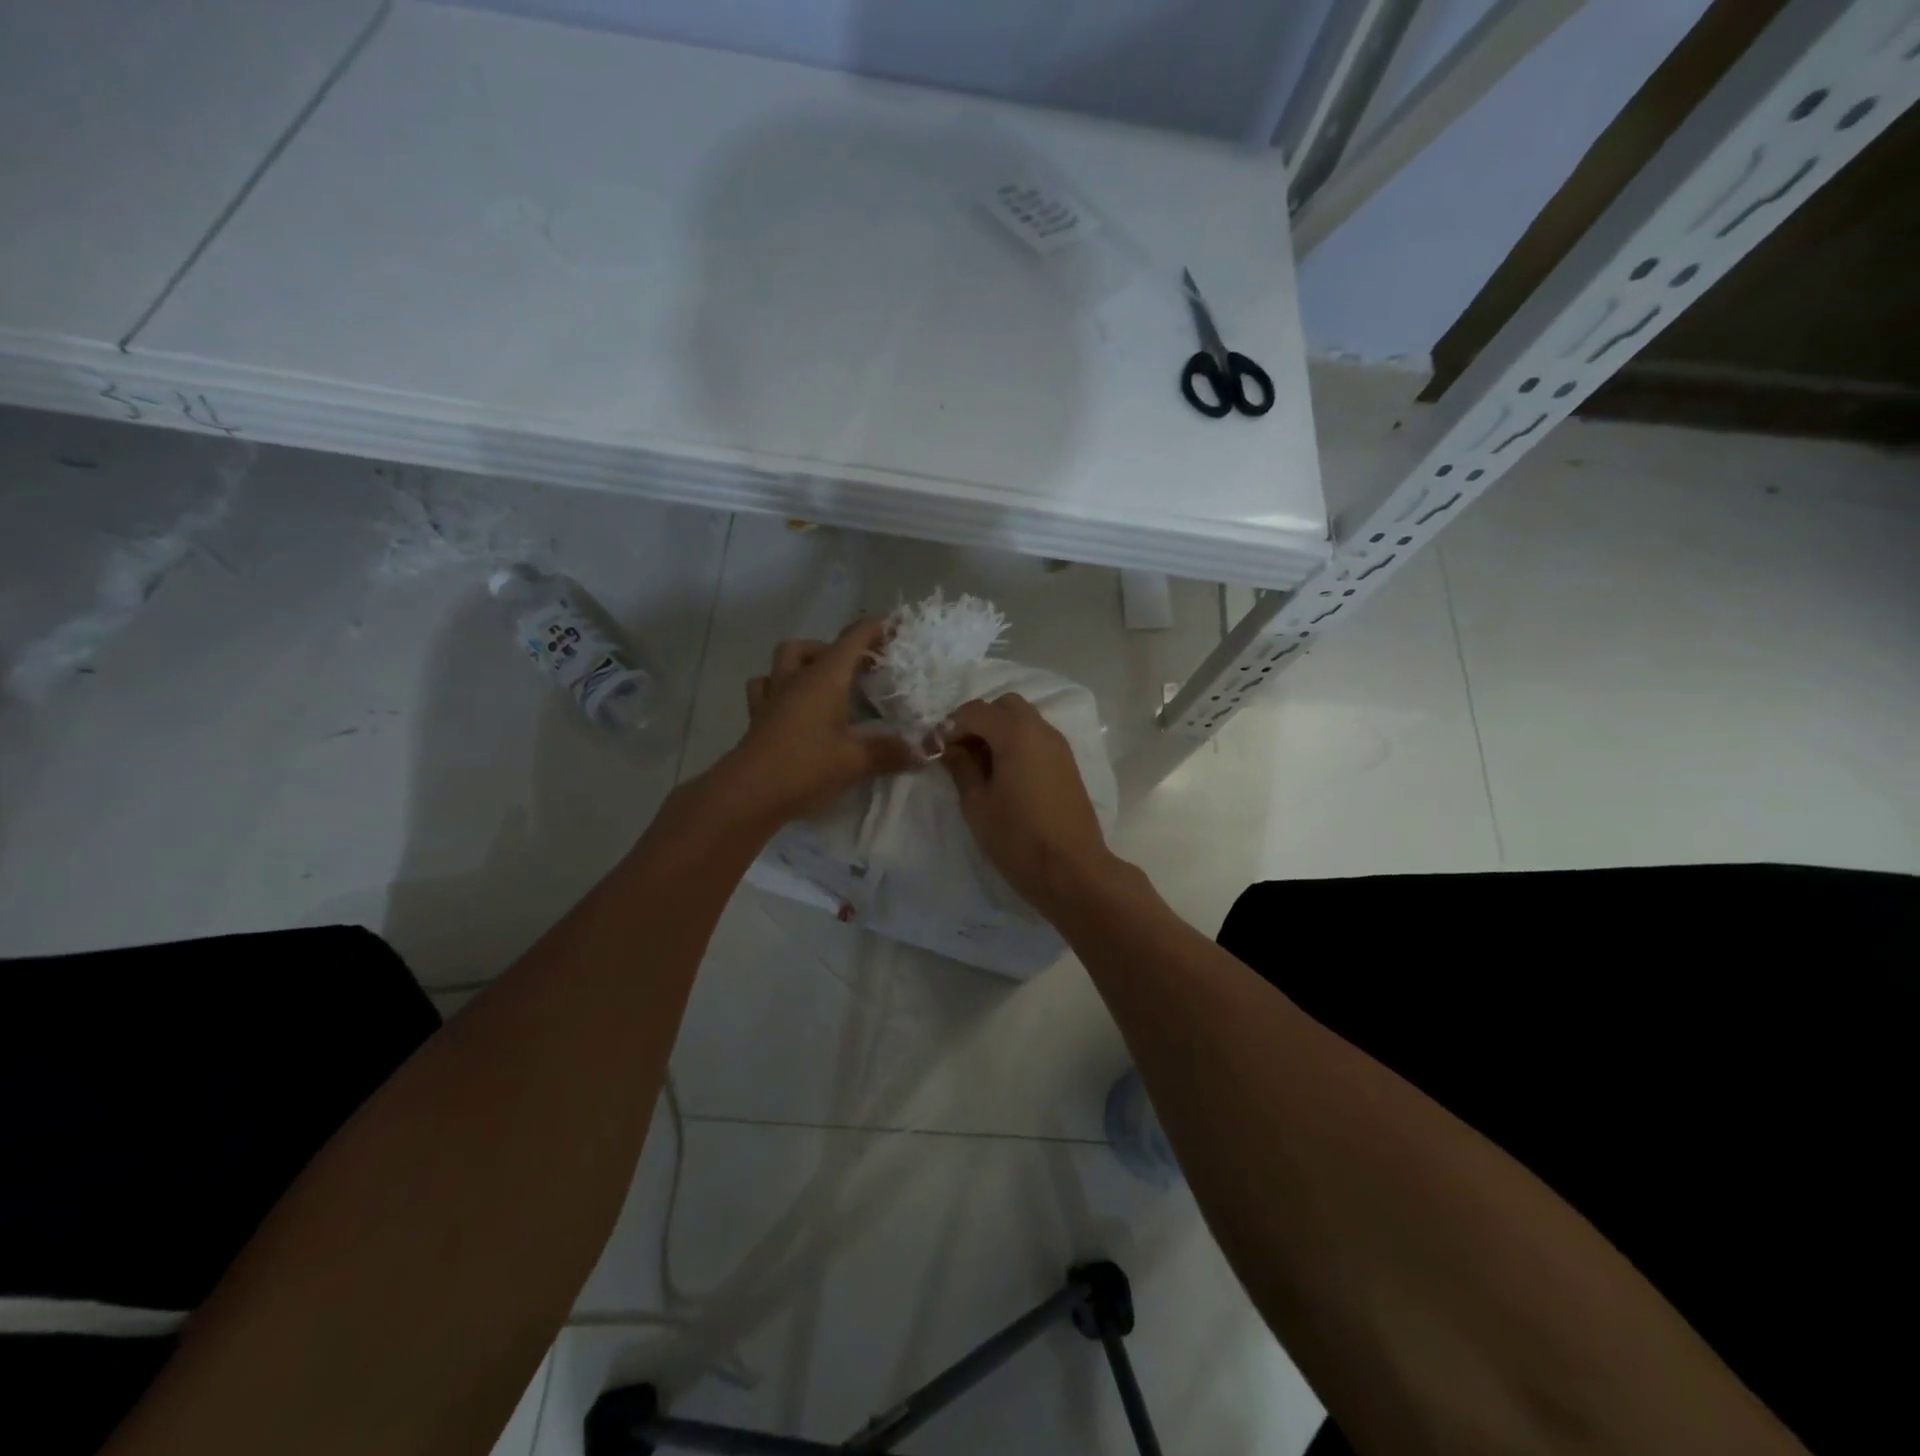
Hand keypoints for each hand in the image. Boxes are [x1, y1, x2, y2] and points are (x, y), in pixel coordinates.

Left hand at [711, 618, 920, 825]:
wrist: (747, 794)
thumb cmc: (805, 767)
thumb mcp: (856, 762)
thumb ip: (892, 753)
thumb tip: (926, 750)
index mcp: (823, 679)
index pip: (852, 640)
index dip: (875, 629)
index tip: (897, 625)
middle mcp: (795, 679)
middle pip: (811, 647)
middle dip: (837, 649)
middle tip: (860, 669)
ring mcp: (771, 698)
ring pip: (782, 663)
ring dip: (803, 663)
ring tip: (823, 683)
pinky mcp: (757, 720)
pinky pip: (766, 690)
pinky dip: (780, 690)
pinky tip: (793, 708)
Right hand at [943, 694, 1121, 918]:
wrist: (1072, 869)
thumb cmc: (1017, 838)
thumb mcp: (977, 804)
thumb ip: (962, 768)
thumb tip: (952, 749)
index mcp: (1015, 733)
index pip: (975, 711)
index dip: (951, 727)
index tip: (937, 751)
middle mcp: (1040, 729)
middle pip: (1004, 705)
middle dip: (979, 721)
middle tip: (962, 753)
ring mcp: (1059, 745)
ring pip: (1024, 719)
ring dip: (1000, 731)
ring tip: (983, 765)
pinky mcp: (1068, 763)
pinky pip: (1038, 737)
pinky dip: (1018, 742)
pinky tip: (1006, 774)